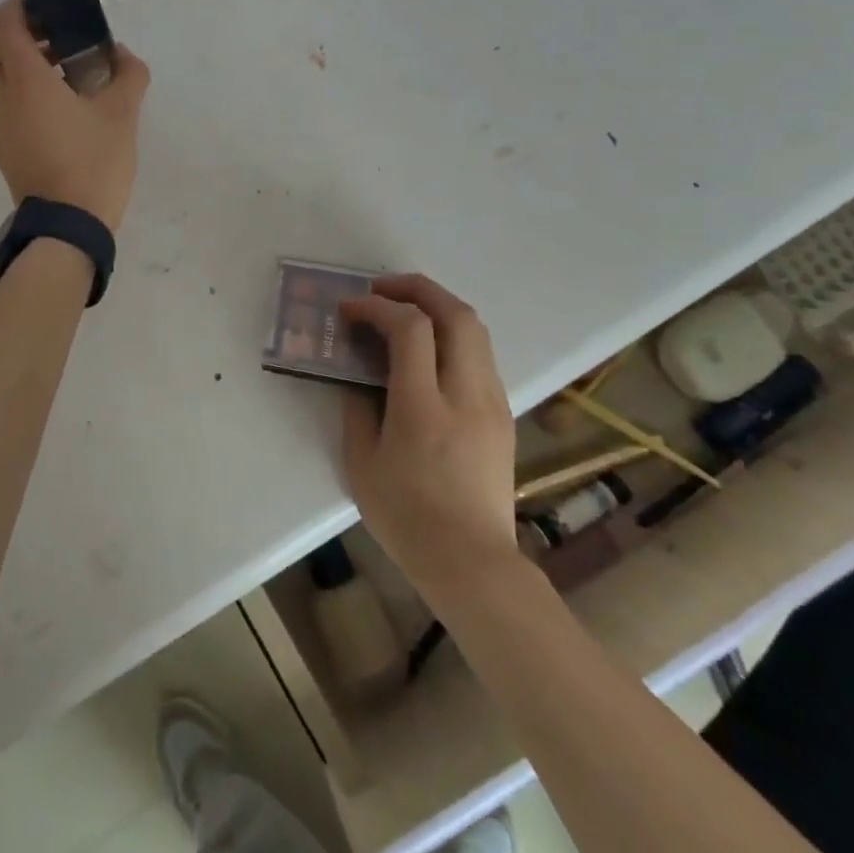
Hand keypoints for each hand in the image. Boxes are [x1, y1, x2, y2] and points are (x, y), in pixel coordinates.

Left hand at [0, 0, 150, 231]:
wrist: (67, 227)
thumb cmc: (93, 162)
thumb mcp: (123, 114)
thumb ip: (128, 74)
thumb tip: (121, 54)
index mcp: (25, 79)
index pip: (3, 23)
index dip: (18, 4)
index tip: (44, 2)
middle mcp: (0, 95)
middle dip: (15, 32)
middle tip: (52, 34)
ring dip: (17, 62)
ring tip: (59, 69)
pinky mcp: (0, 146)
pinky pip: (0, 102)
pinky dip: (17, 89)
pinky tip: (53, 104)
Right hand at [337, 275, 517, 599]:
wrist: (472, 563)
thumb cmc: (407, 518)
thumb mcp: (361, 463)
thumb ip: (356, 408)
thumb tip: (358, 374)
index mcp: (424, 407)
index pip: (410, 328)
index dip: (377, 306)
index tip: (350, 309)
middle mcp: (466, 394)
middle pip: (456, 314)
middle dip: (417, 288)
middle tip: (382, 289)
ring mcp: (492, 402)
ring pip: (475, 329)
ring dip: (438, 307)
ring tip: (404, 310)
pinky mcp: (503, 414)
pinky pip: (480, 355)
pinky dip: (452, 334)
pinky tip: (427, 350)